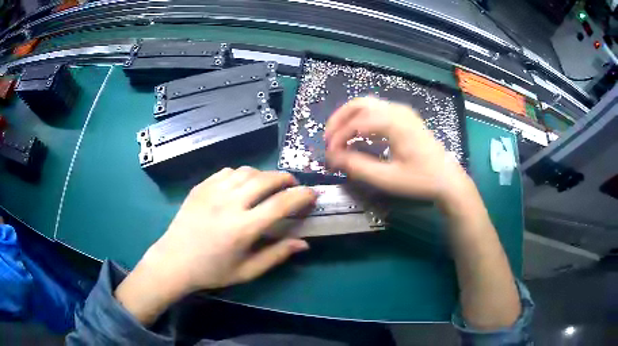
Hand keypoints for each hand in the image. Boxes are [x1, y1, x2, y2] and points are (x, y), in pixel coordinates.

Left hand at [115, 167, 316, 324]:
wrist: (174, 261)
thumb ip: (276, 255)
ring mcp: (212, 192)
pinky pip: (227, 172)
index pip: (281, 203)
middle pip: (265, 179)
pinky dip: (241, 175)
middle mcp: (229, 204)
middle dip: (285, 179)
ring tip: (268, 186)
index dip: (302, 196)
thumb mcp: (247, 271)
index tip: (312, 194)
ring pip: (247, 171)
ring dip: (264, 175)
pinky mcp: (200, 187)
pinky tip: (241, 186)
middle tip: (293, 186)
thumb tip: (303, 243)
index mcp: (243, 228)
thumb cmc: (212, 271)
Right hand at [325, 97, 473, 204]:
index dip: (338, 137)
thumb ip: (358, 167)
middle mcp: (397, 110)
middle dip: (339, 120)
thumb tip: (333, 158)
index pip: (356, 122)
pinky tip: (358, 135)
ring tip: (339, 137)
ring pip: (367, 105)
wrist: (448, 179)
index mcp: (394, 122)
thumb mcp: (388, 178)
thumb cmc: (421, 180)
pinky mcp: (405, 117)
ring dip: (349, 118)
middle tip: (328, 139)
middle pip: (359, 104)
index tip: (329, 155)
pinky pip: (377, 111)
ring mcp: (402, 111)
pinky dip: (362, 120)